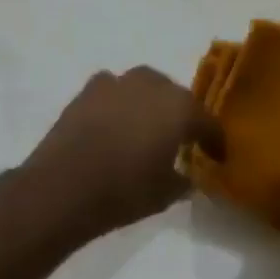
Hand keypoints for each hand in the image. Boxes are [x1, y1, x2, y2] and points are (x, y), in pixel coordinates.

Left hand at [20, 68, 224, 241]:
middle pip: (176, 96)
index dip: (214, 141)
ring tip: (146, 127)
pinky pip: (112, 90)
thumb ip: (183, 180)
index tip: (217, 157)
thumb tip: (186, 175)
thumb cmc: (123, 191)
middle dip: (181, 115)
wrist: (62, 187)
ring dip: (150, 103)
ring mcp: (116, 84)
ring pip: (143, 86)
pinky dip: (119, 102)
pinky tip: (115, 121)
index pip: (207, 122)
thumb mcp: (165, 194)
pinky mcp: (86, 91)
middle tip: (181, 138)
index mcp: (180, 108)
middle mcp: (151, 86)